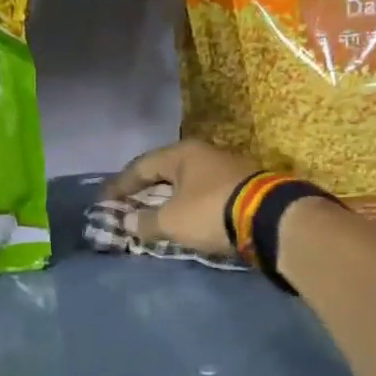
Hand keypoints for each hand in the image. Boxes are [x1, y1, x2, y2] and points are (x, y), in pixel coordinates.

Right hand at [102, 140, 261, 254]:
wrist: (271, 218)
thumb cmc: (211, 212)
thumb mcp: (172, 220)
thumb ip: (146, 222)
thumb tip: (128, 221)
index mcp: (182, 154)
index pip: (142, 166)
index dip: (120, 184)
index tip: (104, 199)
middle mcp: (204, 154)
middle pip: (166, 172)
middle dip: (145, 190)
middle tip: (127, 205)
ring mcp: (227, 169)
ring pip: (187, 183)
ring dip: (168, 199)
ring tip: (154, 215)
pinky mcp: (243, 187)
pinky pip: (204, 195)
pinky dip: (188, 206)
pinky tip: (184, 219)